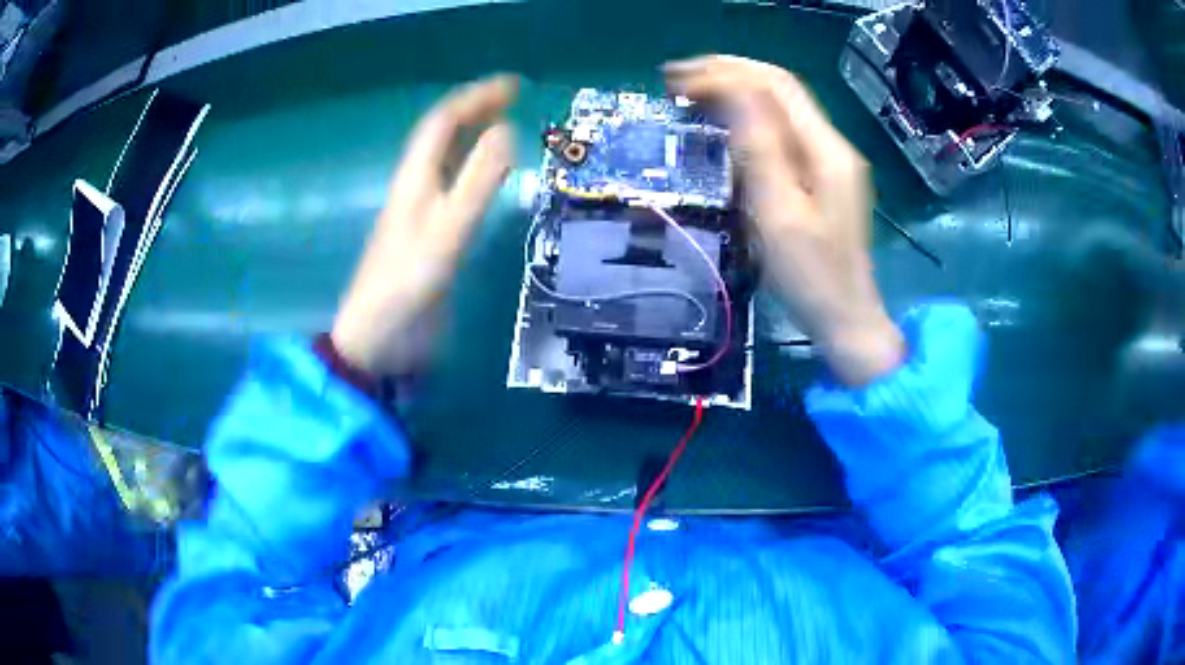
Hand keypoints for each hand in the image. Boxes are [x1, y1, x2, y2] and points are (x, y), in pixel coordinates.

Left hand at [332, 76, 517, 374]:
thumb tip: (507, 130)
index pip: (443, 123)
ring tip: (506, 126)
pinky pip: (453, 190)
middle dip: (475, 111)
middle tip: (514, 99)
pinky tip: (487, 179)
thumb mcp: (447, 231)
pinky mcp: (429, 238)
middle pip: (442, 138)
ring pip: (446, 162)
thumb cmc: (407, 283)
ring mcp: (421, 214)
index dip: (475, 98)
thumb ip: (477, 183)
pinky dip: (473, 173)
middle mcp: (416, 188)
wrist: (379, 339)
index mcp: (415, 179)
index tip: (514, 85)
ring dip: (473, 139)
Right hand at [665, 56, 902, 386]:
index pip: (774, 86)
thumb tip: (732, 93)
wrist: (847, 318)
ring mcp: (829, 159)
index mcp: (826, 149)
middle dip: (727, 74)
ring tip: (690, 94)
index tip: (677, 82)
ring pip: (779, 106)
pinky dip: (747, 118)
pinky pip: (782, 131)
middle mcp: (832, 144)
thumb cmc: (812, 276)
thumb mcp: (779, 214)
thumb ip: (759, 150)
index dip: (724, 73)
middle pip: (779, 88)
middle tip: (675, 81)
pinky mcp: (821, 176)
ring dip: (735, 91)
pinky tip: (723, 124)